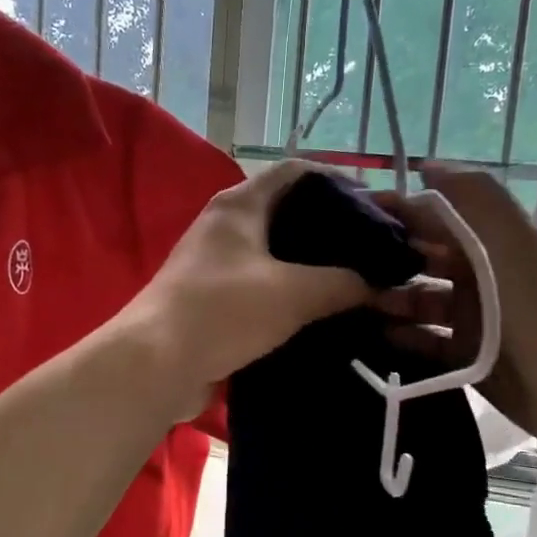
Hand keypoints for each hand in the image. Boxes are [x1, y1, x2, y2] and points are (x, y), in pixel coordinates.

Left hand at [129, 161, 374, 411]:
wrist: (158, 365)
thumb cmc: (224, 311)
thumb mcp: (294, 293)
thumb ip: (343, 284)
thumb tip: (379, 286)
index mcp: (240, 205)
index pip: (296, 171)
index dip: (338, 180)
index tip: (376, 204)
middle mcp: (225, 226)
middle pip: (287, 212)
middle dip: (330, 228)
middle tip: (372, 248)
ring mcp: (215, 264)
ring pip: (276, 253)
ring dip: (312, 265)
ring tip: (356, 280)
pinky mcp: (213, 300)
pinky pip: (262, 286)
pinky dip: (292, 294)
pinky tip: (322, 312)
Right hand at [374, 166, 536, 458]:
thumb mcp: (513, 241)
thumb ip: (474, 196)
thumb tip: (426, 165)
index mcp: (493, 241)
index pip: (437, 214)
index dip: (399, 210)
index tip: (352, 214)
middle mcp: (481, 274)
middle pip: (423, 257)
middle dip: (386, 258)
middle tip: (342, 267)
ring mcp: (475, 317)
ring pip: (420, 300)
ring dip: (389, 298)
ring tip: (354, 305)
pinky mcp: (469, 356)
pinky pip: (426, 340)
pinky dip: (402, 336)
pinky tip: (374, 336)